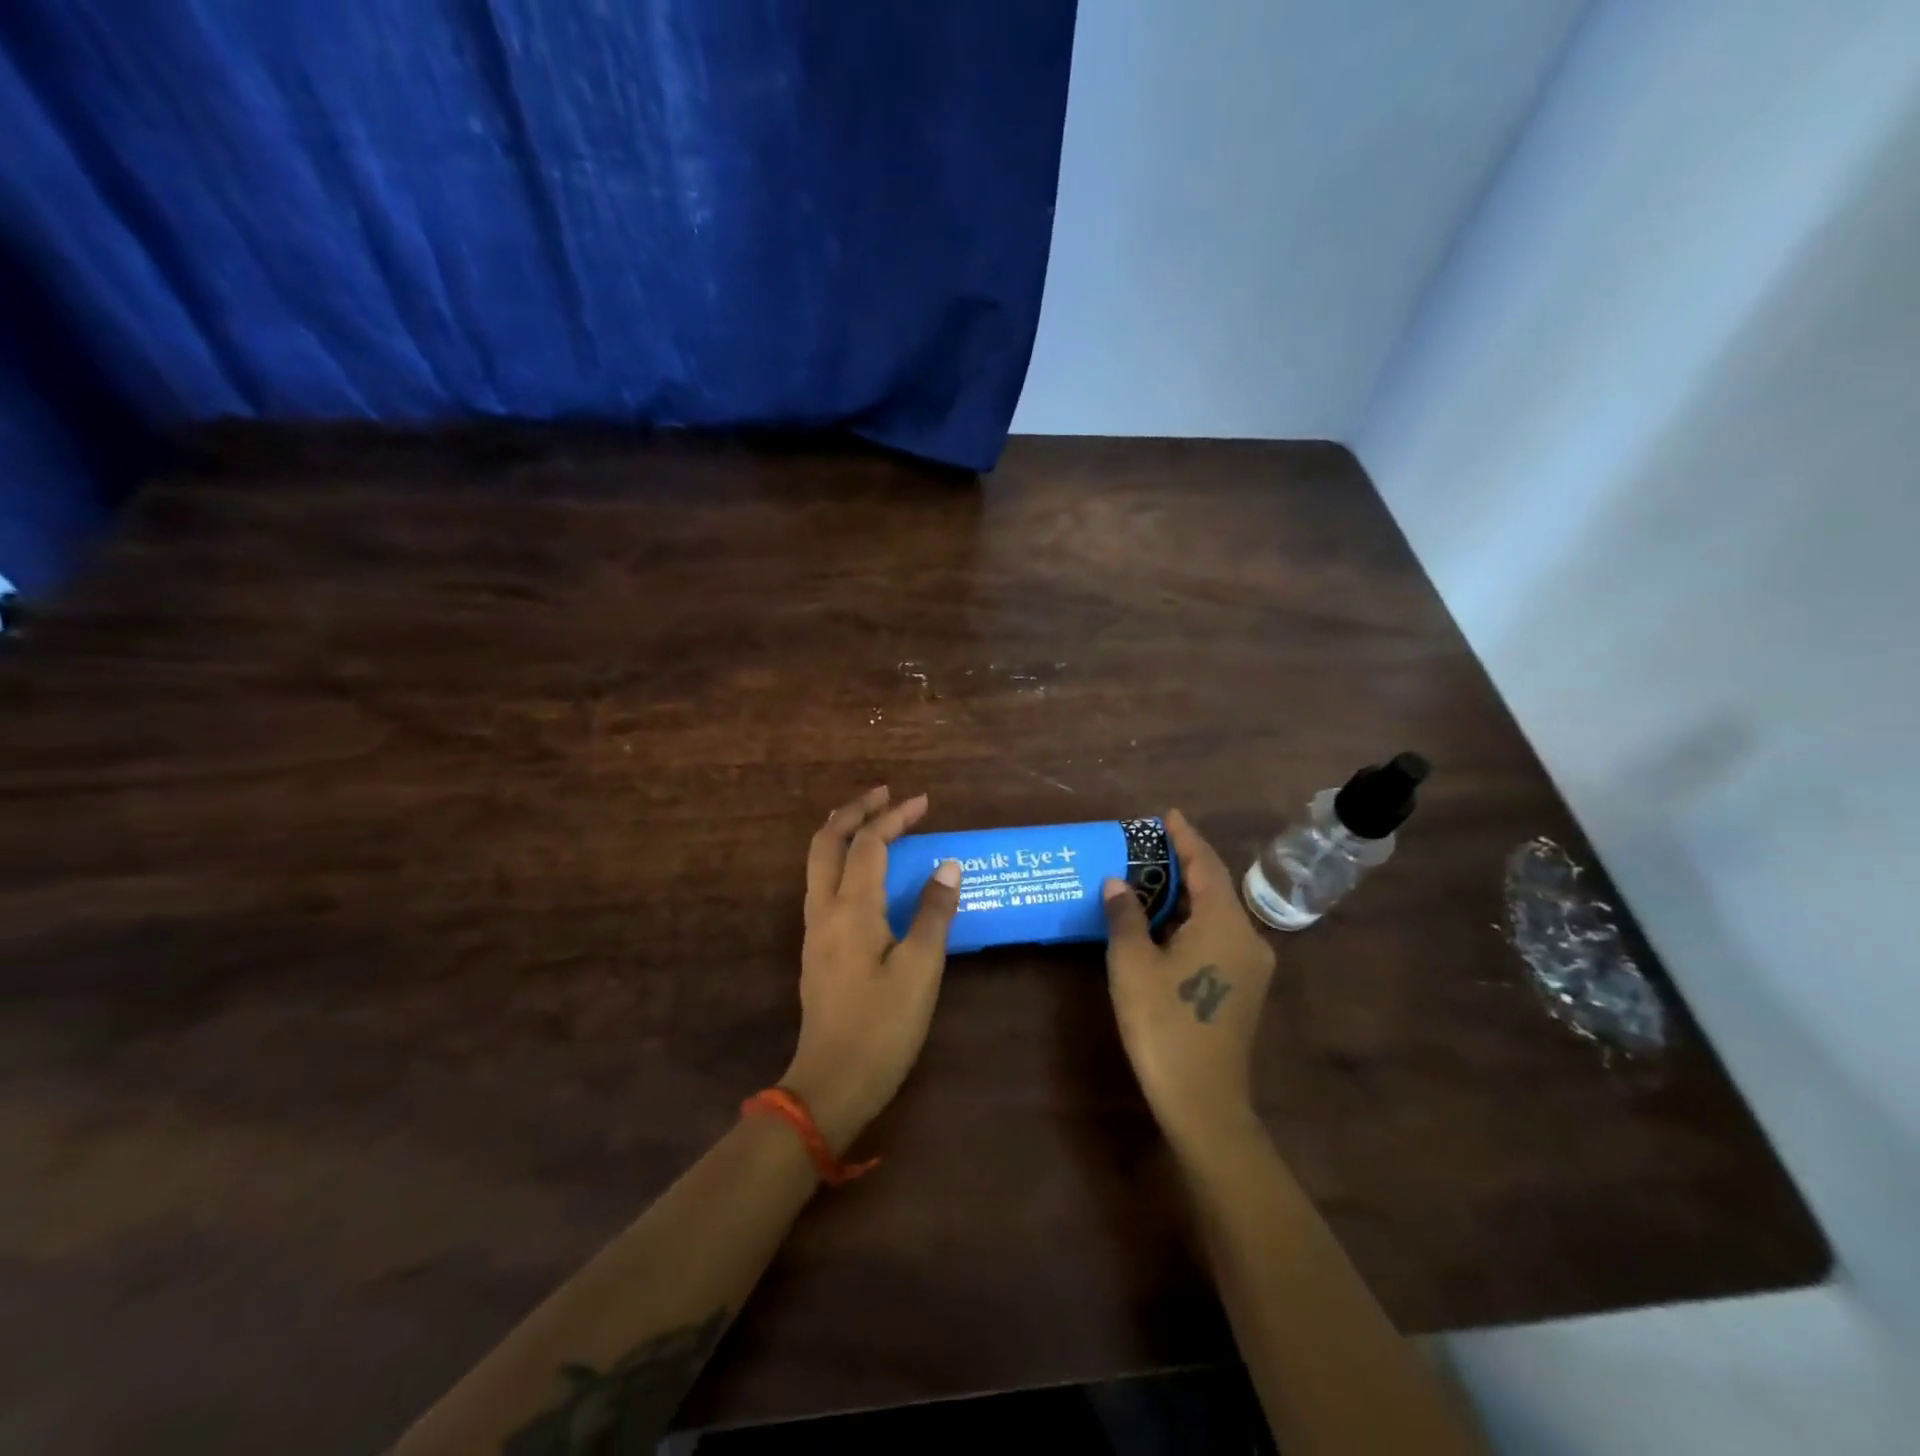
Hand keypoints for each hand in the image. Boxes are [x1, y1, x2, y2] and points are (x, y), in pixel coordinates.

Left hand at [782, 786, 961, 1153]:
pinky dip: (840, 859)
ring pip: (818, 862)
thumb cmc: (883, 1027)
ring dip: (842, 832)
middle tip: (884, 794)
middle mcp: (824, 909)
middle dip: (854, 810)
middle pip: (827, 841)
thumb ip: (933, 912)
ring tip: (869, 818)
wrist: (831, 1083)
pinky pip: (822, 883)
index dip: (894, 817)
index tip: (922, 801)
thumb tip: (948, 865)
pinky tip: (861, 870)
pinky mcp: (815, 948)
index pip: (869, 843)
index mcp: (851, 909)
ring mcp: (814, 929)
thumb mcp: (920, 970)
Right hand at [1102, 809, 1276, 1153]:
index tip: (1167, 815)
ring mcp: (1251, 966)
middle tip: (1148, 847)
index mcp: (1225, 923)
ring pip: (1216, 915)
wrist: (1203, 1100)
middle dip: (1183, 865)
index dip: (1185, 837)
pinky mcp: (1244, 989)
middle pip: (1215, 887)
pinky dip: (1192, 922)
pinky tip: (1165, 925)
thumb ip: (1125, 915)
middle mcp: (1247, 937)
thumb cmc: (1164, 1022)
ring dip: (1186, 896)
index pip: (1206, 865)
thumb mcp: (1132, 963)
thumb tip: (1117, 882)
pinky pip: (1218, 937)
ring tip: (1150, 880)